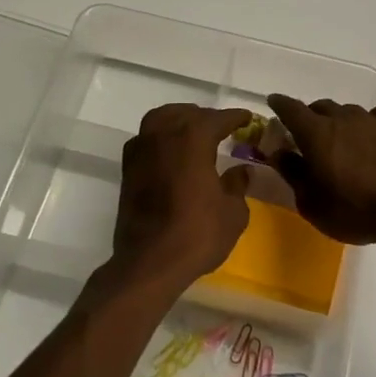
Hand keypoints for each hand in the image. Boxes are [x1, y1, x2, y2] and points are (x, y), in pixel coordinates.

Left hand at [105, 105, 254, 301]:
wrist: (150, 263)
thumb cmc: (198, 234)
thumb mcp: (233, 212)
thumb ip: (238, 184)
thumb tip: (241, 170)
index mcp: (193, 137)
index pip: (218, 118)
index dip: (236, 118)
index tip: (247, 119)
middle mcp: (164, 135)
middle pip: (187, 114)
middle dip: (206, 118)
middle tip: (223, 129)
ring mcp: (141, 150)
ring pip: (161, 120)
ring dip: (179, 121)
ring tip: (194, 134)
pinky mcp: (128, 169)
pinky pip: (146, 139)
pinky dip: (160, 138)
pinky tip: (171, 153)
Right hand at [267, 95, 375, 247]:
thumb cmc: (354, 211)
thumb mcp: (311, 203)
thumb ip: (293, 173)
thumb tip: (279, 152)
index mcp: (316, 134)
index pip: (291, 109)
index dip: (280, 104)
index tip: (274, 103)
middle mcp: (342, 118)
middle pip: (320, 107)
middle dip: (310, 117)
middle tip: (308, 137)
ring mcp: (372, 120)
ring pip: (348, 110)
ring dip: (340, 121)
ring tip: (343, 140)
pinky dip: (375, 119)